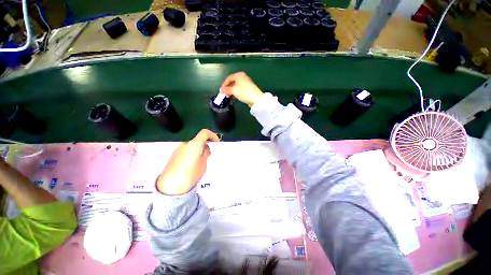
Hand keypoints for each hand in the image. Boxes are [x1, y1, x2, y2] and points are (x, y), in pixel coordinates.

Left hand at [157, 129, 219, 194]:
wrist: (170, 186)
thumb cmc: (190, 175)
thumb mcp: (203, 164)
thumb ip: (206, 154)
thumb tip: (205, 149)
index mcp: (194, 144)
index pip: (204, 132)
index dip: (212, 135)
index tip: (216, 143)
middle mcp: (185, 144)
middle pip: (198, 139)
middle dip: (205, 144)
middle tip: (209, 153)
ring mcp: (178, 149)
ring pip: (192, 145)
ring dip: (199, 148)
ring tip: (201, 160)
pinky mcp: (174, 155)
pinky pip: (186, 150)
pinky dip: (192, 152)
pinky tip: (193, 163)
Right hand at [219, 72, 263, 106]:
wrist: (256, 98)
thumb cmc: (243, 92)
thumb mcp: (233, 90)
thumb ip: (226, 90)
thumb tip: (221, 90)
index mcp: (238, 75)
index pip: (228, 78)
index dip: (224, 84)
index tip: (221, 91)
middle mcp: (243, 77)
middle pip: (233, 82)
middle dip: (228, 88)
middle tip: (224, 94)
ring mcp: (246, 83)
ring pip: (236, 86)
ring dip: (231, 91)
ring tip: (228, 96)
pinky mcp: (249, 89)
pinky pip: (240, 90)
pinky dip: (236, 92)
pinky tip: (234, 97)